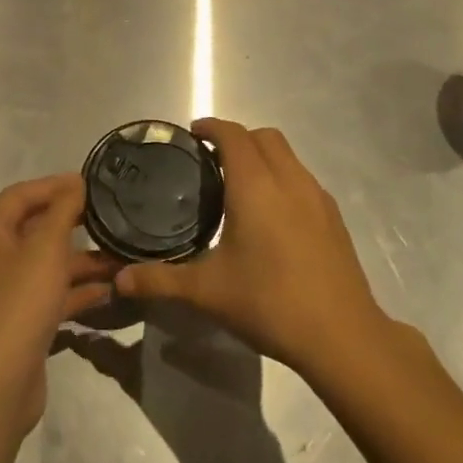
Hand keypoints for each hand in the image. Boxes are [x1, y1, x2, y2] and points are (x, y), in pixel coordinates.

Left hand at [0, 173, 117, 437]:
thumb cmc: (19, 305)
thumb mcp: (45, 249)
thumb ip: (63, 211)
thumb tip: (75, 182)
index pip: (20, 195)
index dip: (53, 184)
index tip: (89, 183)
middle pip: (36, 228)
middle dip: (72, 222)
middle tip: (109, 215)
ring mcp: (8, 293)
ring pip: (49, 265)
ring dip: (82, 260)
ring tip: (121, 256)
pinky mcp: (23, 323)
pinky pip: (53, 295)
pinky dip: (78, 290)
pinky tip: (109, 291)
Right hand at [113, 119, 392, 377]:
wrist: (342, 335)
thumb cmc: (269, 302)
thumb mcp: (207, 292)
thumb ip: (161, 280)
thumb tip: (120, 281)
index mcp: (255, 185)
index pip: (233, 135)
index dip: (211, 127)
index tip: (192, 135)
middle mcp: (288, 180)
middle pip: (264, 136)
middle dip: (237, 138)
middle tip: (212, 161)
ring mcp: (317, 197)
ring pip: (288, 156)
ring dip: (263, 156)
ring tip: (240, 186)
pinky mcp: (334, 217)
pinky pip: (303, 179)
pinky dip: (283, 178)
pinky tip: (272, 216)